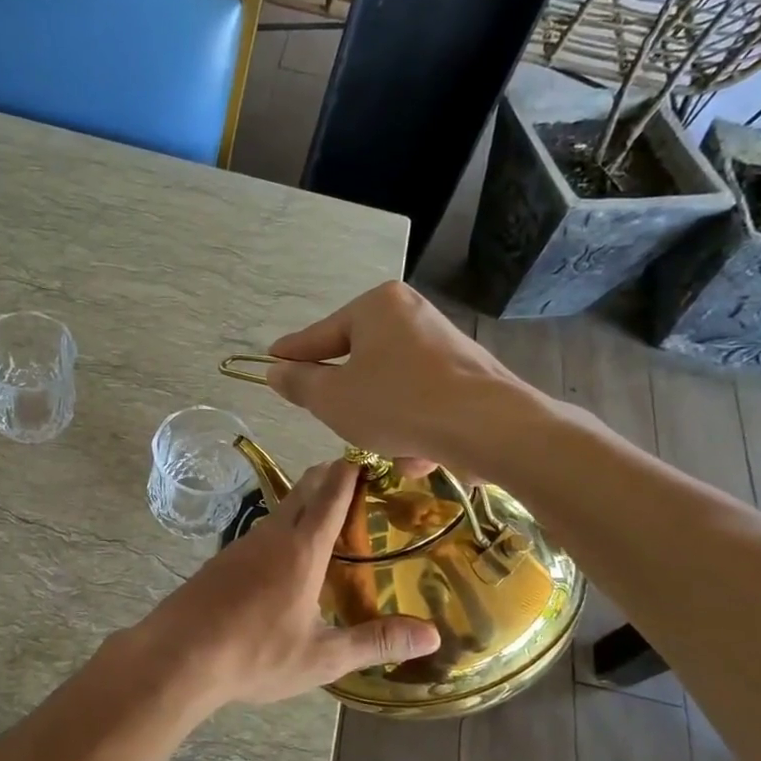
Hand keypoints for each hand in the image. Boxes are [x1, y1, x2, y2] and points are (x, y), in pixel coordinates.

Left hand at [133, 460, 438, 711]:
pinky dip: (284, 528)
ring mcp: (243, 544)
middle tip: (360, 481)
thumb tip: (432, 637)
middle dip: (332, 476)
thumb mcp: (322, 657)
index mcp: (303, 549)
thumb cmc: (256, 654)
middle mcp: (273, 535)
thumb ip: (375, 643)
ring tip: (330, 518)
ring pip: (281, 508)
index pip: (333, 493)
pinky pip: (262, 531)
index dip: (356, 471)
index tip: (375, 457)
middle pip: (305, 489)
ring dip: (307, 502)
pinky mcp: (223, 560)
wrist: (178, 655)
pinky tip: (287, 557)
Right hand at [265, 282, 540, 472]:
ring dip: (382, 420)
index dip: (293, 354)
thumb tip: (276, 370)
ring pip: (390, 386)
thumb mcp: (332, 399)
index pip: (320, 335)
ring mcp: (443, 343)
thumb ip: (299, 384)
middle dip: (349, 399)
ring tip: (388, 448)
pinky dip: (414, 424)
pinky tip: (420, 453)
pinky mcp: (467, 374)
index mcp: (376, 306)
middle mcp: (412, 314)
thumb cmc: (397, 404)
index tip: (271, 360)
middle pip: (359, 361)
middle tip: (336, 421)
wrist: (489, 426)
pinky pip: (422, 399)